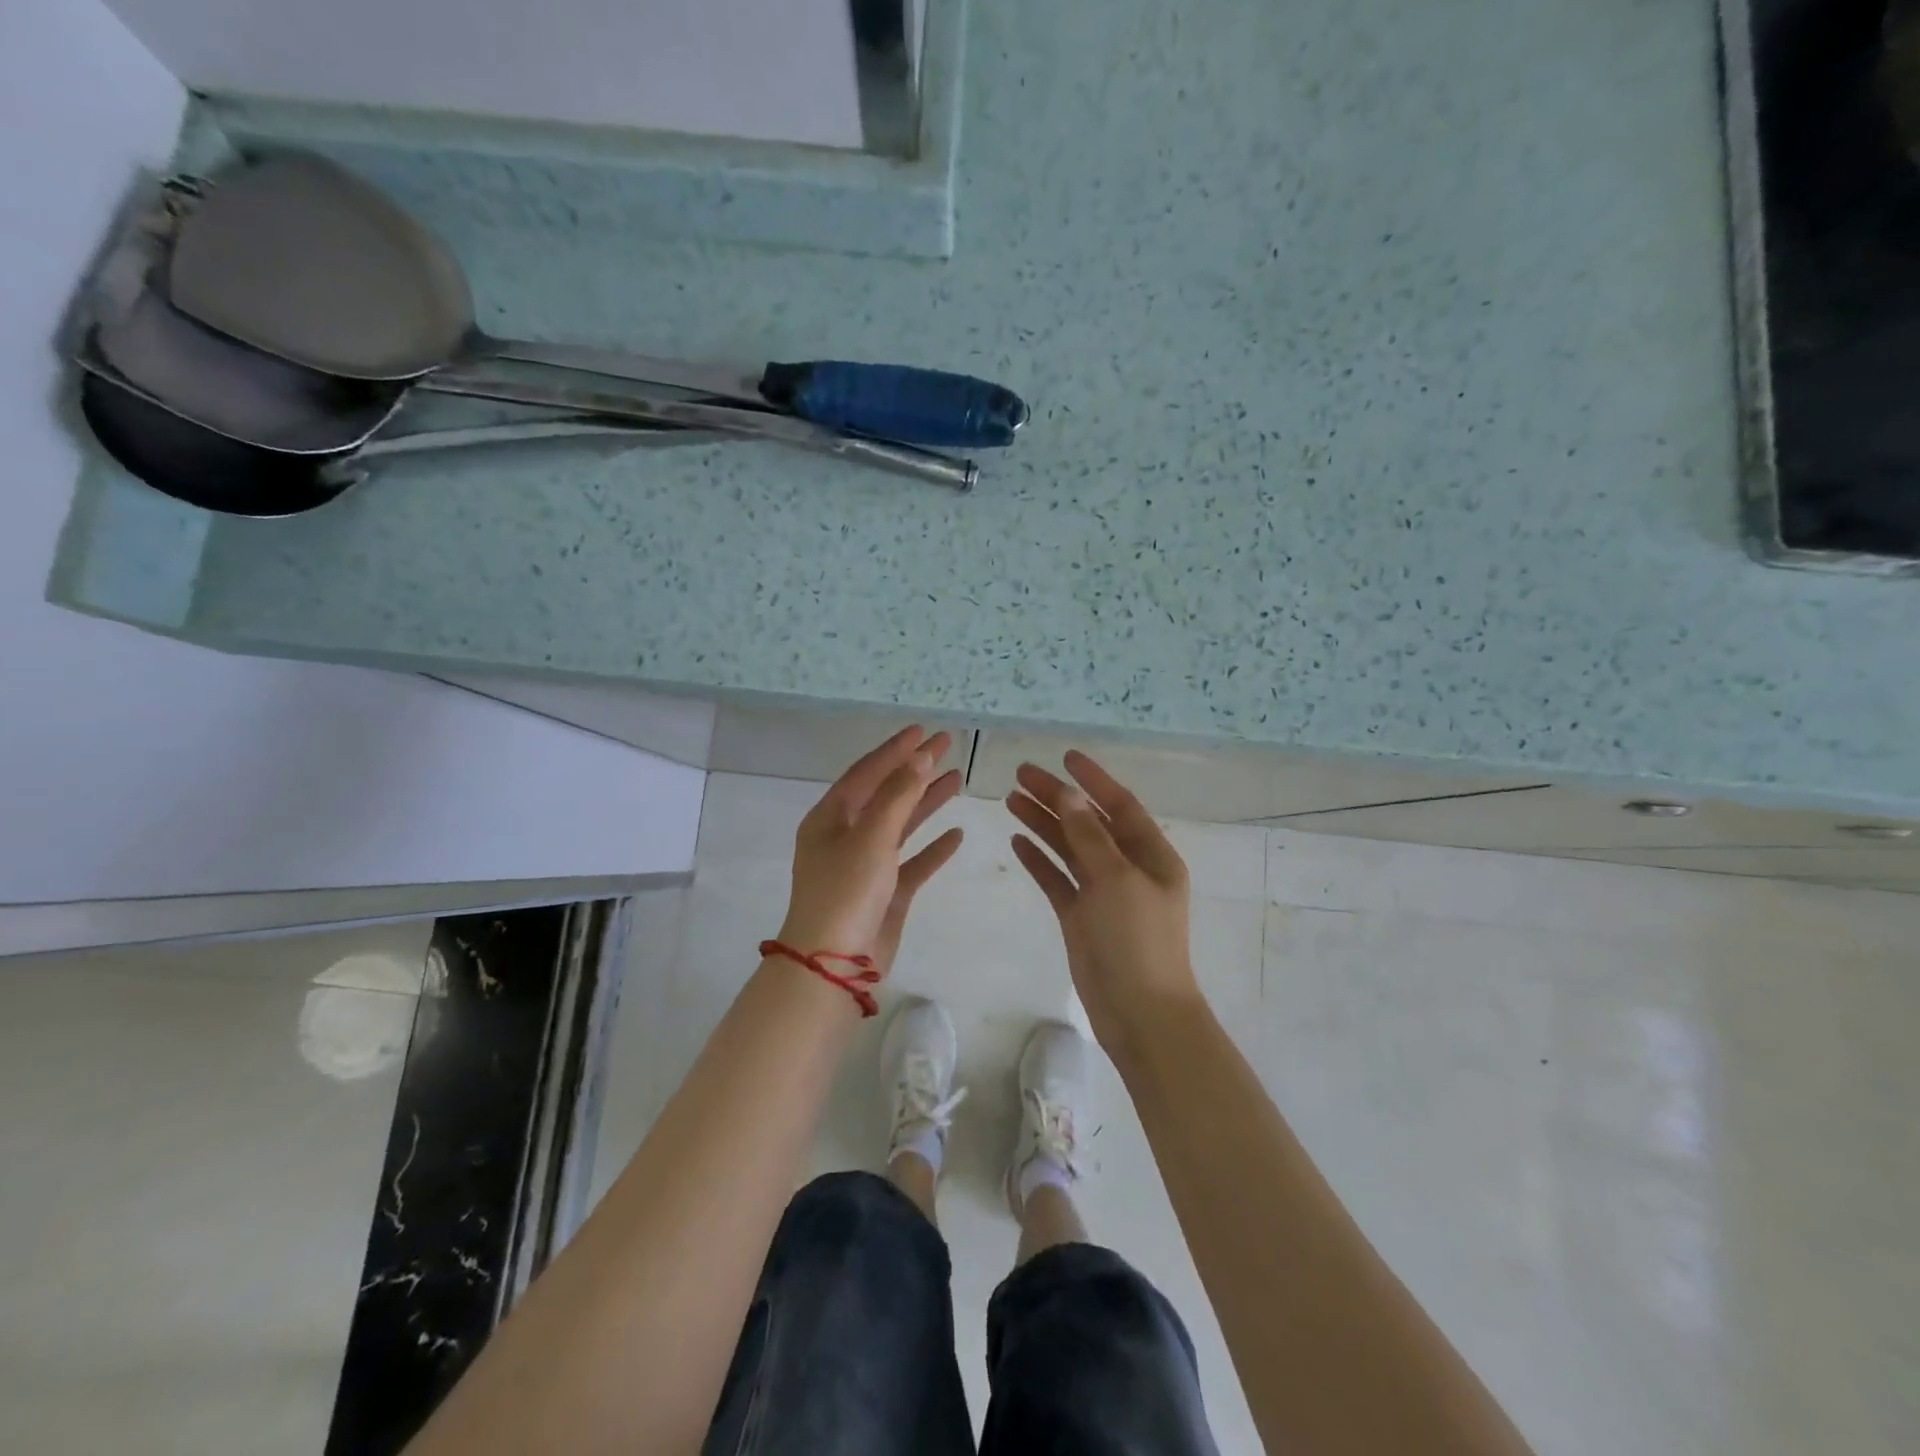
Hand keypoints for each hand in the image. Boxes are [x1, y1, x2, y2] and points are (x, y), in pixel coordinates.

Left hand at [778, 726, 964, 978]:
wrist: (834, 964)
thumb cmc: (845, 891)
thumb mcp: (871, 836)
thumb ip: (898, 795)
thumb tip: (920, 756)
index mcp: (830, 818)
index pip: (867, 772)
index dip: (895, 750)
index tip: (924, 730)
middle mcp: (846, 836)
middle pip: (886, 793)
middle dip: (916, 769)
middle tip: (948, 745)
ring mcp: (867, 865)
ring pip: (902, 824)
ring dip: (927, 802)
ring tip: (957, 779)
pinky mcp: (886, 892)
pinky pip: (913, 862)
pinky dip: (933, 848)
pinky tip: (956, 835)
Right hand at [1007, 751, 1202, 1057]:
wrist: (1139, 1013)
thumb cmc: (1136, 940)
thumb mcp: (1116, 878)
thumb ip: (1089, 834)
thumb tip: (1068, 794)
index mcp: (1151, 855)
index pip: (1119, 805)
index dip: (1092, 780)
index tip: (1064, 757)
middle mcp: (1128, 869)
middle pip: (1088, 822)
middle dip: (1057, 798)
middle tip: (1020, 774)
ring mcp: (1103, 893)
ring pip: (1069, 848)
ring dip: (1043, 823)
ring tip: (1010, 799)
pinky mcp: (1081, 917)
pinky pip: (1058, 879)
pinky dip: (1040, 859)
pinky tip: (1017, 840)